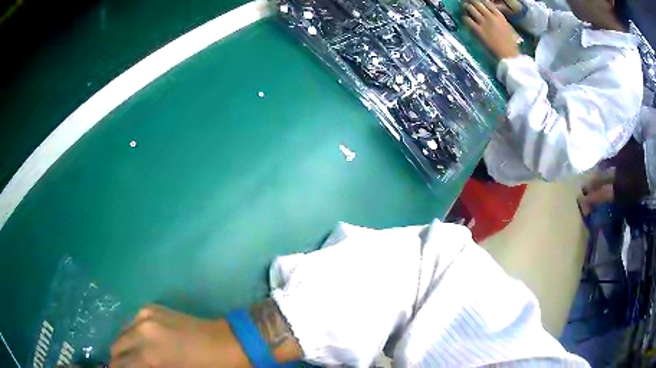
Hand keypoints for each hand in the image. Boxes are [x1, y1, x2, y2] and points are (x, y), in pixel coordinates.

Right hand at [110, 305, 247, 367]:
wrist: (227, 343)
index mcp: (150, 354)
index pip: (121, 365)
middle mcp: (142, 329)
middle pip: (117, 346)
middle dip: (118, 360)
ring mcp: (146, 315)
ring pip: (122, 333)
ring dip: (123, 346)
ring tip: (130, 359)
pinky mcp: (152, 307)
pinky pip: (132, 322)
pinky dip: (131, 334)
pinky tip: (140, 343)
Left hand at [463, 1, 520, 59]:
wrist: (509, 55)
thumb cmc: (511, 44)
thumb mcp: (508, 27)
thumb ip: (500, 19)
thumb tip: (494, 14)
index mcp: (499, 16)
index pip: (487, 2)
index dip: (481, 1)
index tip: (477, 1)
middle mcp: (490, 16)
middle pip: (477, 3)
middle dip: (471, 2)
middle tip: (468, 2)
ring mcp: (484, 23)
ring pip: (471, 9)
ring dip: (466, 7)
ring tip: (464, 7)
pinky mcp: (478, 31)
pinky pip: (468, 20)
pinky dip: (465, 17)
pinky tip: (464, 18)